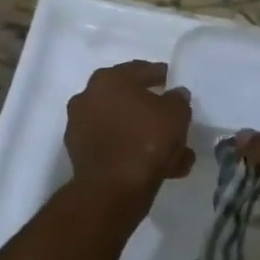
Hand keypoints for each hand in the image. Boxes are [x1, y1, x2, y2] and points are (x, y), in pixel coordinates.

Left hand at [65, 60, 194, 202]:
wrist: (112, 189)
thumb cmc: (146, 140)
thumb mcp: (176, 114)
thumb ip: (178, 99)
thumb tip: (175, 94)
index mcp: (109, 79)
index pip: (142, 70)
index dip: (162, 76)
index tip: (175, 83)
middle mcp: (88, 98)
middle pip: (129, 100)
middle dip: (152, 110)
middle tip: (173, 118)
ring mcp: (81, 127)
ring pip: (124, 127)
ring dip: (146, 135)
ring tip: (175, 152)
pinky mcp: (81, 155)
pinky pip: (116, 147)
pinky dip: (134, 153)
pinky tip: (161, 168)